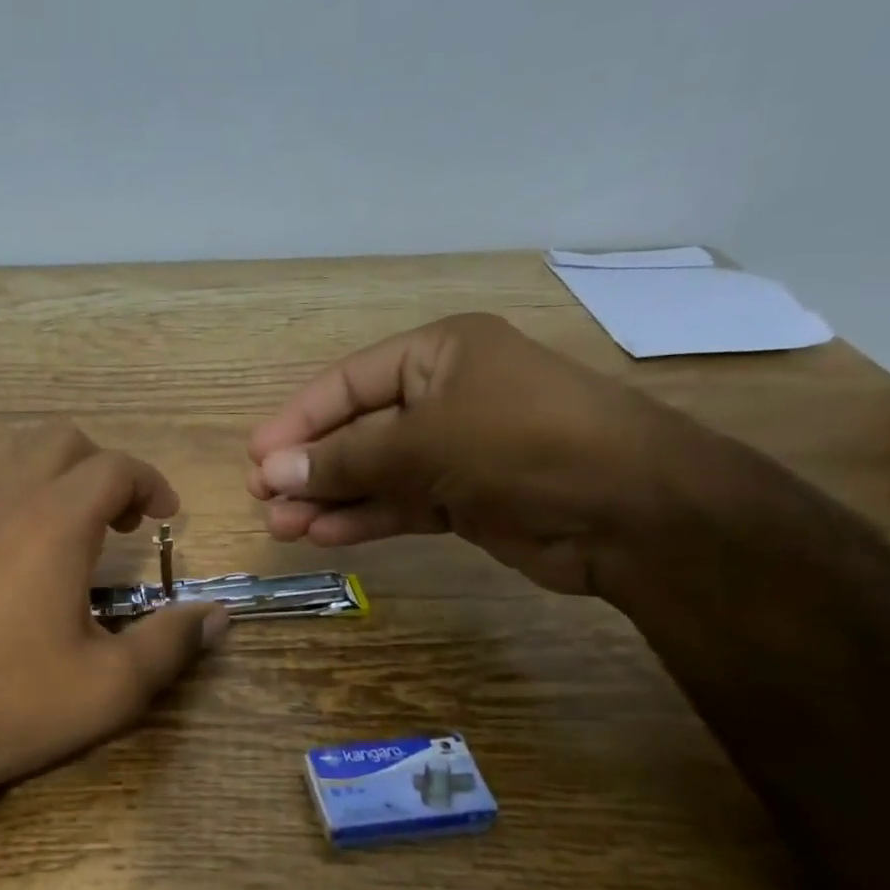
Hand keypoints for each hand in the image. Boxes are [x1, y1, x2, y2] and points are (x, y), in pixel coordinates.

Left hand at [0, 422, 228, 825]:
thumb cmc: (12, 704)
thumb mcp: (111, 688)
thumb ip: (171, 644)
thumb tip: (217, 615)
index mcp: (54, 523)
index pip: (115, 467)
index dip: (151, 483)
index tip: (166, 518)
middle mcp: (2, 499)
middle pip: (61, 440)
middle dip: (103, 467)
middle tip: (120, 520)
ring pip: (8, 449)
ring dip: (50, 467)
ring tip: (67, 517)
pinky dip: (3, 485)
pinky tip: (9, 535)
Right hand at [246, 313, 703, 595]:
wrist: (633, 513)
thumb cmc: (524, 443)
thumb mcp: (425, 443)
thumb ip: (346, 460)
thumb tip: (271, 473)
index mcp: (438, 354)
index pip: (348, 384)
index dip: (298, 420)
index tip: (257, 457)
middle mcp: (443, 395)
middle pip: (356, 430)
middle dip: (310, 466)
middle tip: (263, 499)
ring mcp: (455, 450)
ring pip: (374, 473)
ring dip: (328, 499)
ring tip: (281, 526)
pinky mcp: (464, 498)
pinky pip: (399, 504)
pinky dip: (363, 518)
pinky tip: (322, 535)